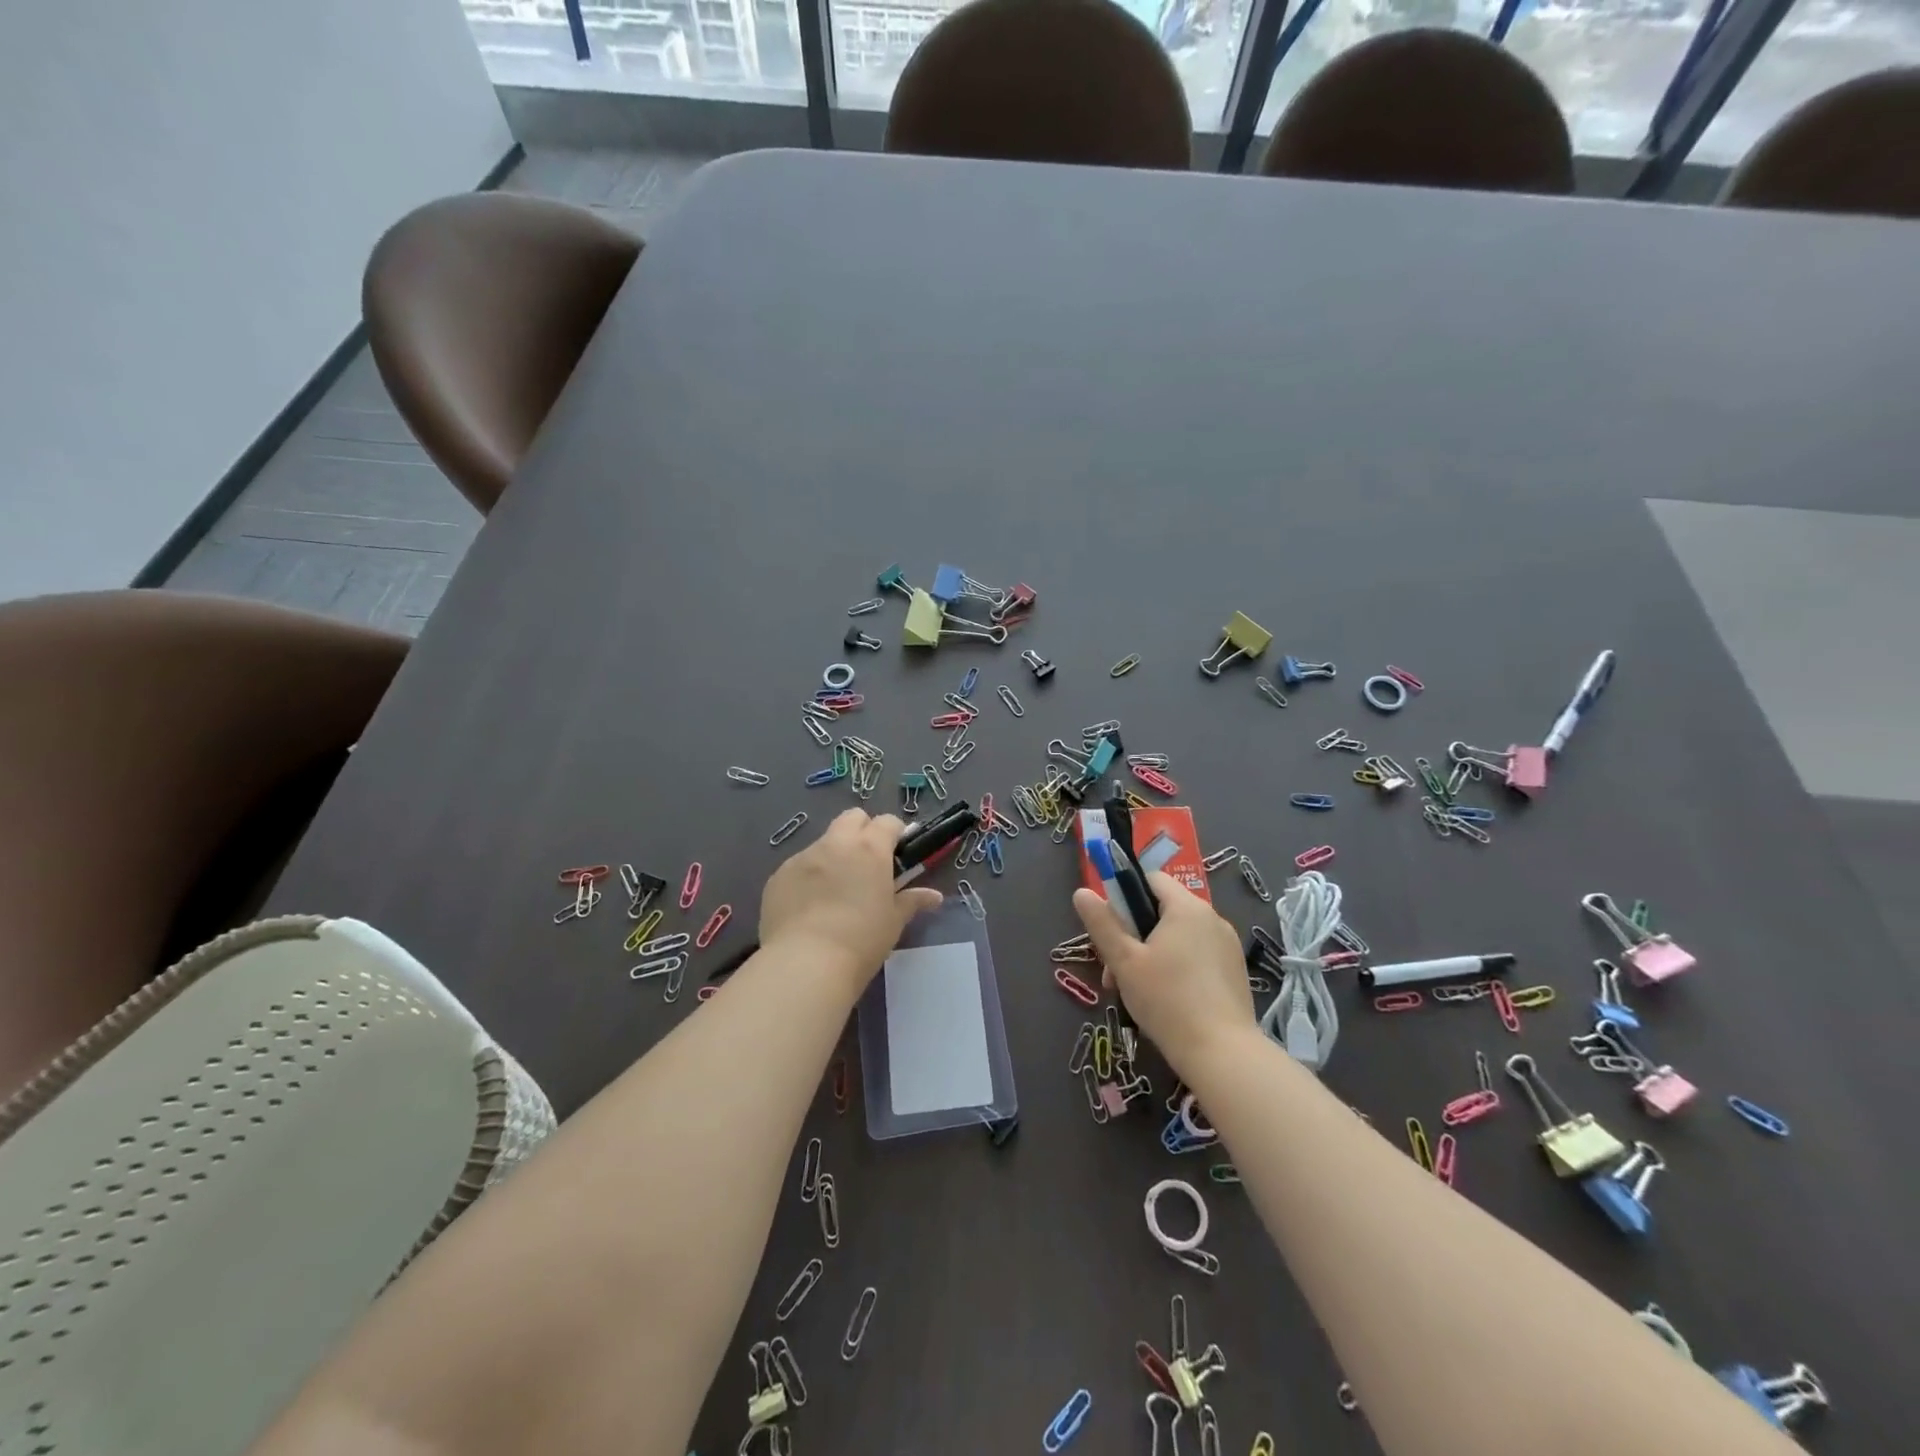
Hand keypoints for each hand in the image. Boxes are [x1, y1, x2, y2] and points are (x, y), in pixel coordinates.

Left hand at [760, 809, 940, 992]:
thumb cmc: (861, 940)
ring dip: (834, 855)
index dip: (895, 833)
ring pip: (823, 842)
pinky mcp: (778, 876)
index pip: (887, 822)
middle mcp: (835, 844)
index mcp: (870, 848)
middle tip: (868, 863)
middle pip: (852, 818)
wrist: (806, 963)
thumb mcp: (893, 922)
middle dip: (863, 831)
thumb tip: (934, 896)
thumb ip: (912, 901)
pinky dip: (808, 877)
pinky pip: (798, 866)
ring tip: (835, 890)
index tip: (898, 854)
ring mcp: (803, 857)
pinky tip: (809, 907)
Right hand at [1072, 872, 1254, 1077]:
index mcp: (1187, 908)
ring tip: (1134, 992)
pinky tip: (1165, 1001)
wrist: (1222, 1054)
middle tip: (1114, 970)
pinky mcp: (1235, 972)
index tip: (1111, 928)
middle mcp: (1212, 918)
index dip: (1125, 896)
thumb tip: (1082, 892)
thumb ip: (1102, 924)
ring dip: (1151, 955)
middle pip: (1162, 911)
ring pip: (1178, 937)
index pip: (1151, 879)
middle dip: (1133, 935)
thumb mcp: (1124, 961)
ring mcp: (1228, 946)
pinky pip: (1197, 956)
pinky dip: (1176, 969)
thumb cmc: (1167, 1000)